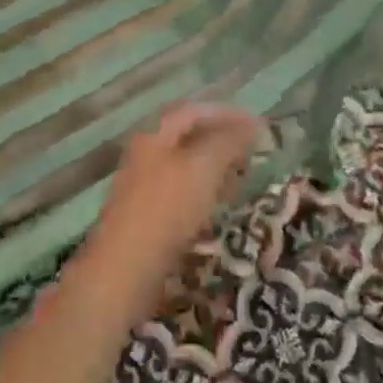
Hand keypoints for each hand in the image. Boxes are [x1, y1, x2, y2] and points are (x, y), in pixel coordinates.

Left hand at [78, 104, 263, 318]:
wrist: (124, 271)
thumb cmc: (166, 208)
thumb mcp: (203, 166)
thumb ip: (228, 141)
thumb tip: (251, 125)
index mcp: (155, 133)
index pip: (194, 111)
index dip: (227, 114)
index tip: (257, 125)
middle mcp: (147, 153)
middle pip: (189, 137)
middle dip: (223, 140)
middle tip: (253, 151)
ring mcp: (144, 186)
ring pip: (186, 167)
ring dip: (215, 168)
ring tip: (242, 177)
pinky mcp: (148, 217)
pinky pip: (182, 194)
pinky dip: (204, 193)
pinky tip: (219, 208)